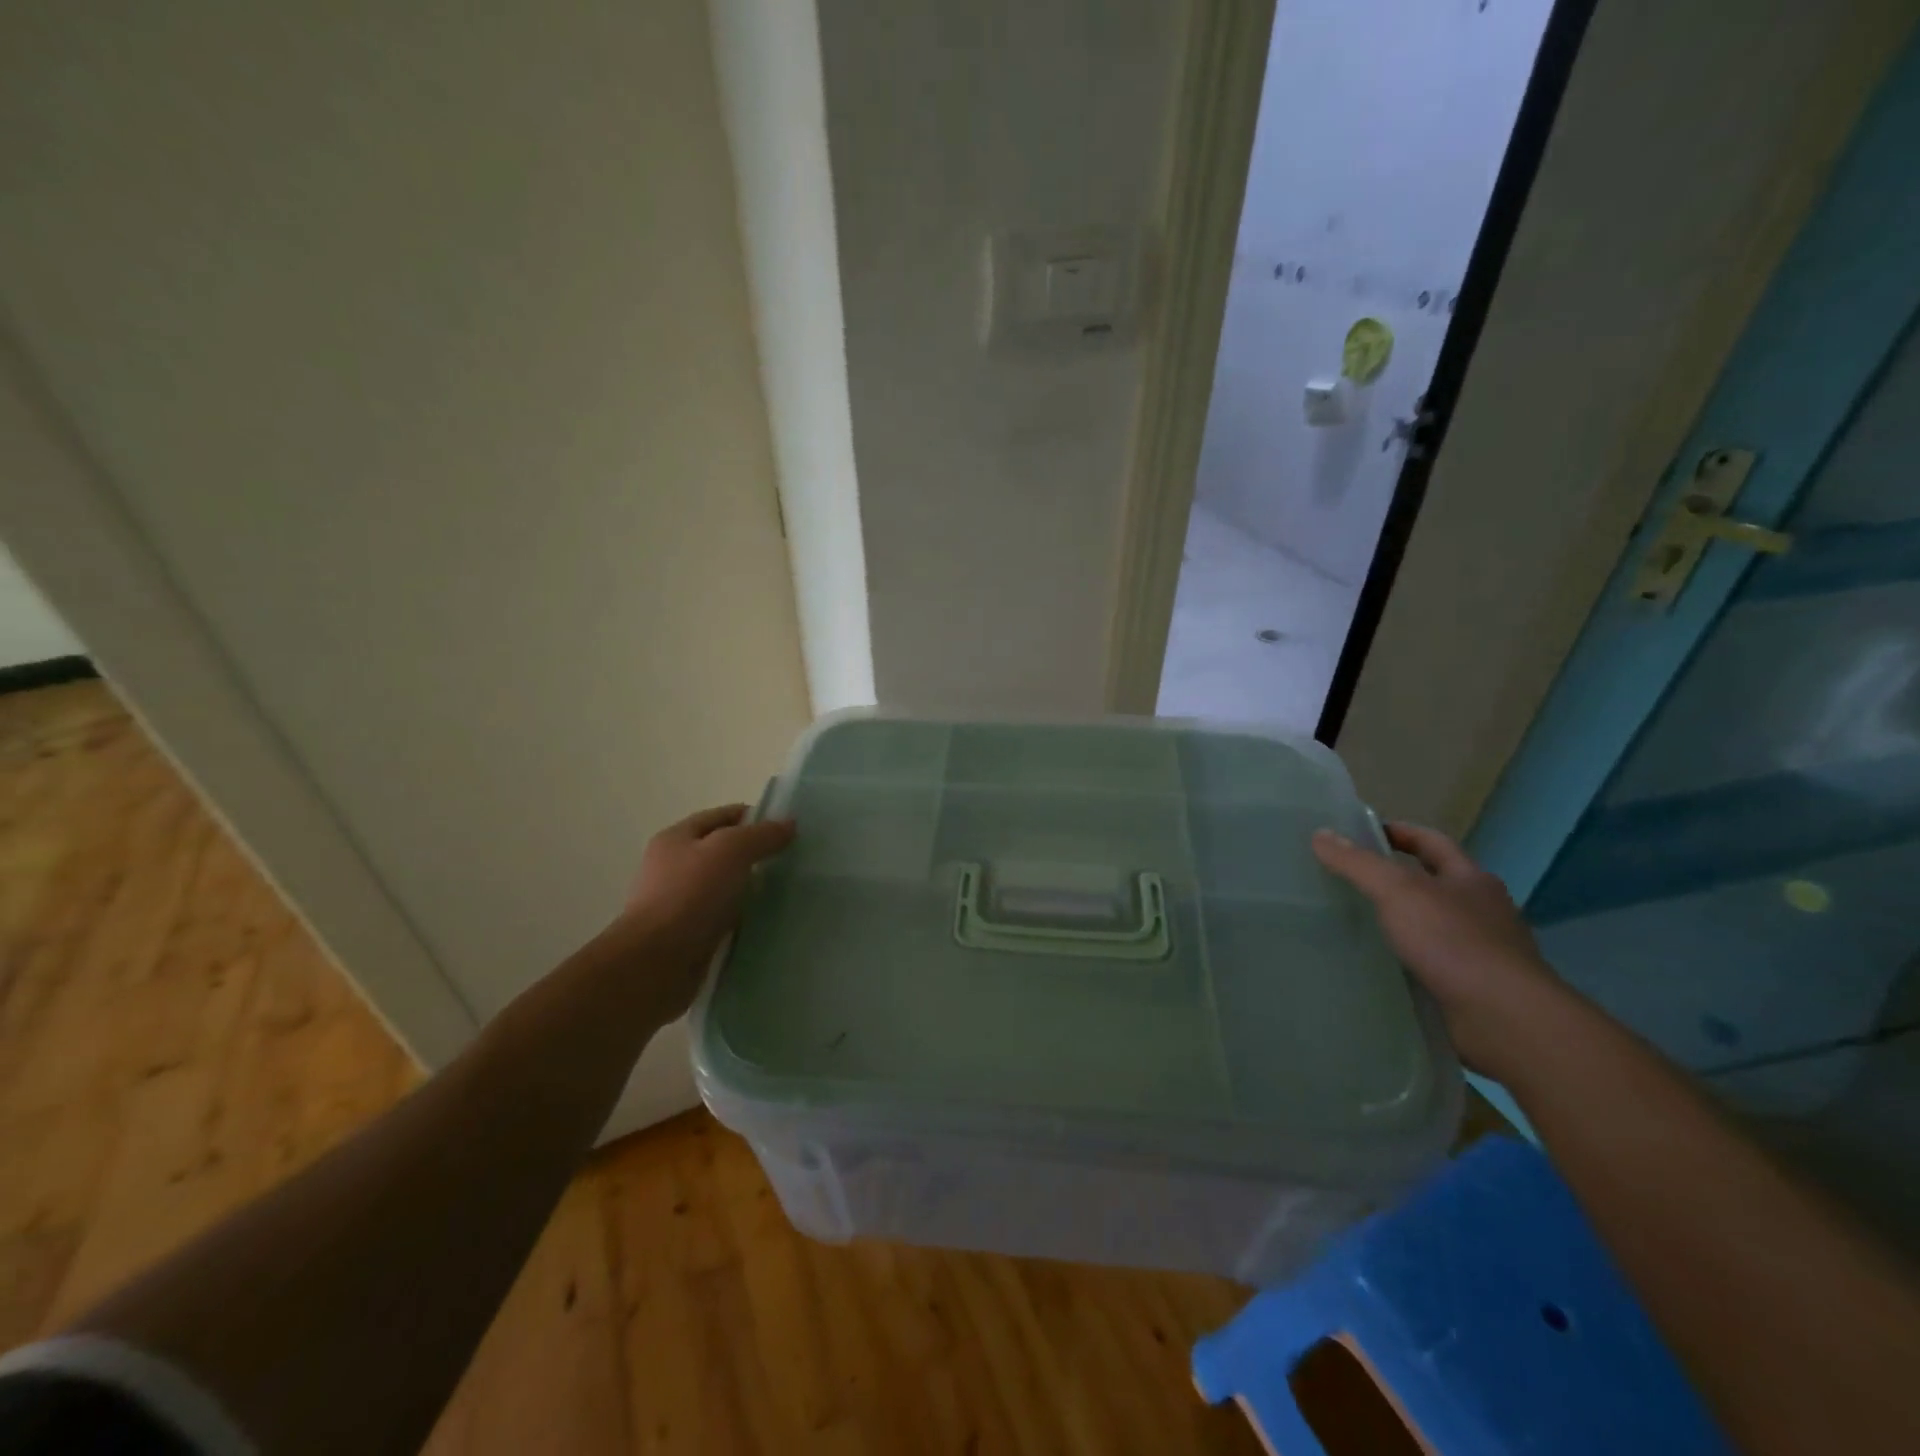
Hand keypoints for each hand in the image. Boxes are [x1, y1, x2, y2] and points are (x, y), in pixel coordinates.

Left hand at [614, 803, 795, 1020]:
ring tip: (785, 892)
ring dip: (750, 888)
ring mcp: (679, 903)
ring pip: (724, 886)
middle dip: (755, 854)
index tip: (788, 829)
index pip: (721, 816)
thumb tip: (789, 824)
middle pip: (722, 851)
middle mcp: (673, 867)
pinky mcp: (687, 935)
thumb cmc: (690, 895)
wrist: (656, 962)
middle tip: (791, 861)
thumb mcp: (731, 850)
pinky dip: (742, 917)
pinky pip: (722, 917)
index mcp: (676, 838)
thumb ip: (761, 834)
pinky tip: (765, 921)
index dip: (754, 817)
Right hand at [1312, 822, 1562, 1076]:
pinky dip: (1409, 958)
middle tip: (1351, 879)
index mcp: (1470, 878)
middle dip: (1399, 878)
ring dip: (1403, 921)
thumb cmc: (1453, 940)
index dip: (1399, 832)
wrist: (1505, 1018)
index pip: (1431, 842)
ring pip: (1435, 924)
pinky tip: (1382, 965)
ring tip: (1359, 923)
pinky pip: (1433, 961)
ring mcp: (1483, 950)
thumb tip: (1320, 834)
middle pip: (1436, 882)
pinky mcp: (1474, 986)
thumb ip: (1358, 863)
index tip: (1362, 832)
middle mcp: (1482, 909)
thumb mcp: (1397, 890)